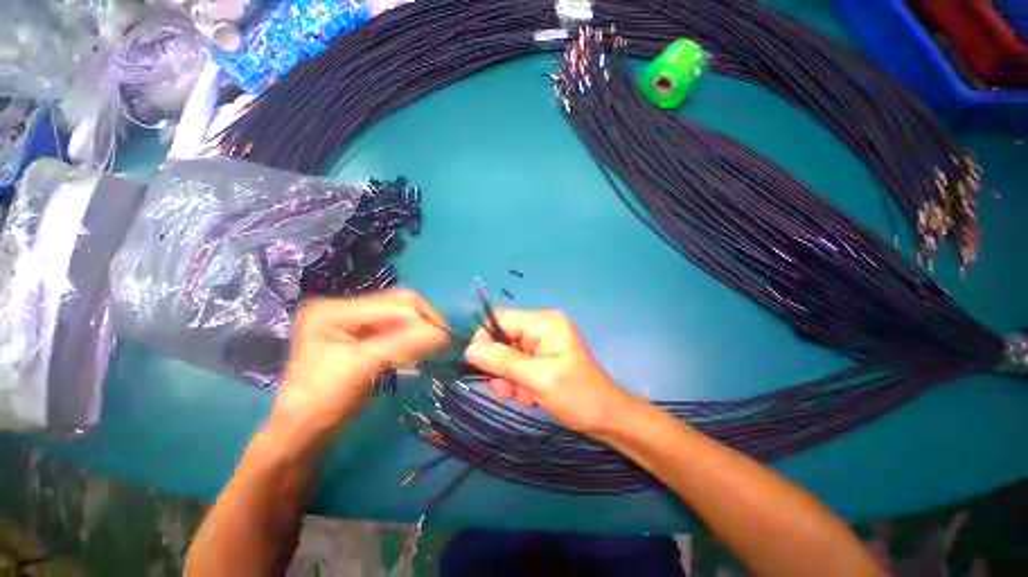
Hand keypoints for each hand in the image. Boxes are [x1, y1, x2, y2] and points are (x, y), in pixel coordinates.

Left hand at [274, 290, 450, 432]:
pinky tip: (422, 347)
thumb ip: (403, 346)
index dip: (422, 321)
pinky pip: (397, 328)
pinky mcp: (362, 334)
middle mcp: (343, 307)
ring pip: (401, 315)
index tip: (447, 340)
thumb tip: (444, 334)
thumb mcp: (363, 369)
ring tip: (438, 344)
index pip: (392, 305)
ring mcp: (353, 320)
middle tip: (444, 340)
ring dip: (421, 327)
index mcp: (334, 310)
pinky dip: (413, 336)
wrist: (303, 433)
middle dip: (425, 320)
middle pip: (398, 304)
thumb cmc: (323, 403)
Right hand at [464, 310, 633, 434]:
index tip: (481, 367)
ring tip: (525, 395)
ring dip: (509, 378)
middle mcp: (541, 327)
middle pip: (502, 338)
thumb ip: (503, 361)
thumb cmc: (577, 395)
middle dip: (501, 366)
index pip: (501, 319)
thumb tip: (470, 349)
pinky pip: (517, 364)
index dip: (486, 340)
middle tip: (509, 389)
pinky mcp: (541, 357)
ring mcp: (541, 342)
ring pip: (506, 354)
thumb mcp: (538, 378)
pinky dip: (518, 381)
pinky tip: (531, 396)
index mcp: (544, 323)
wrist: (607, 418)